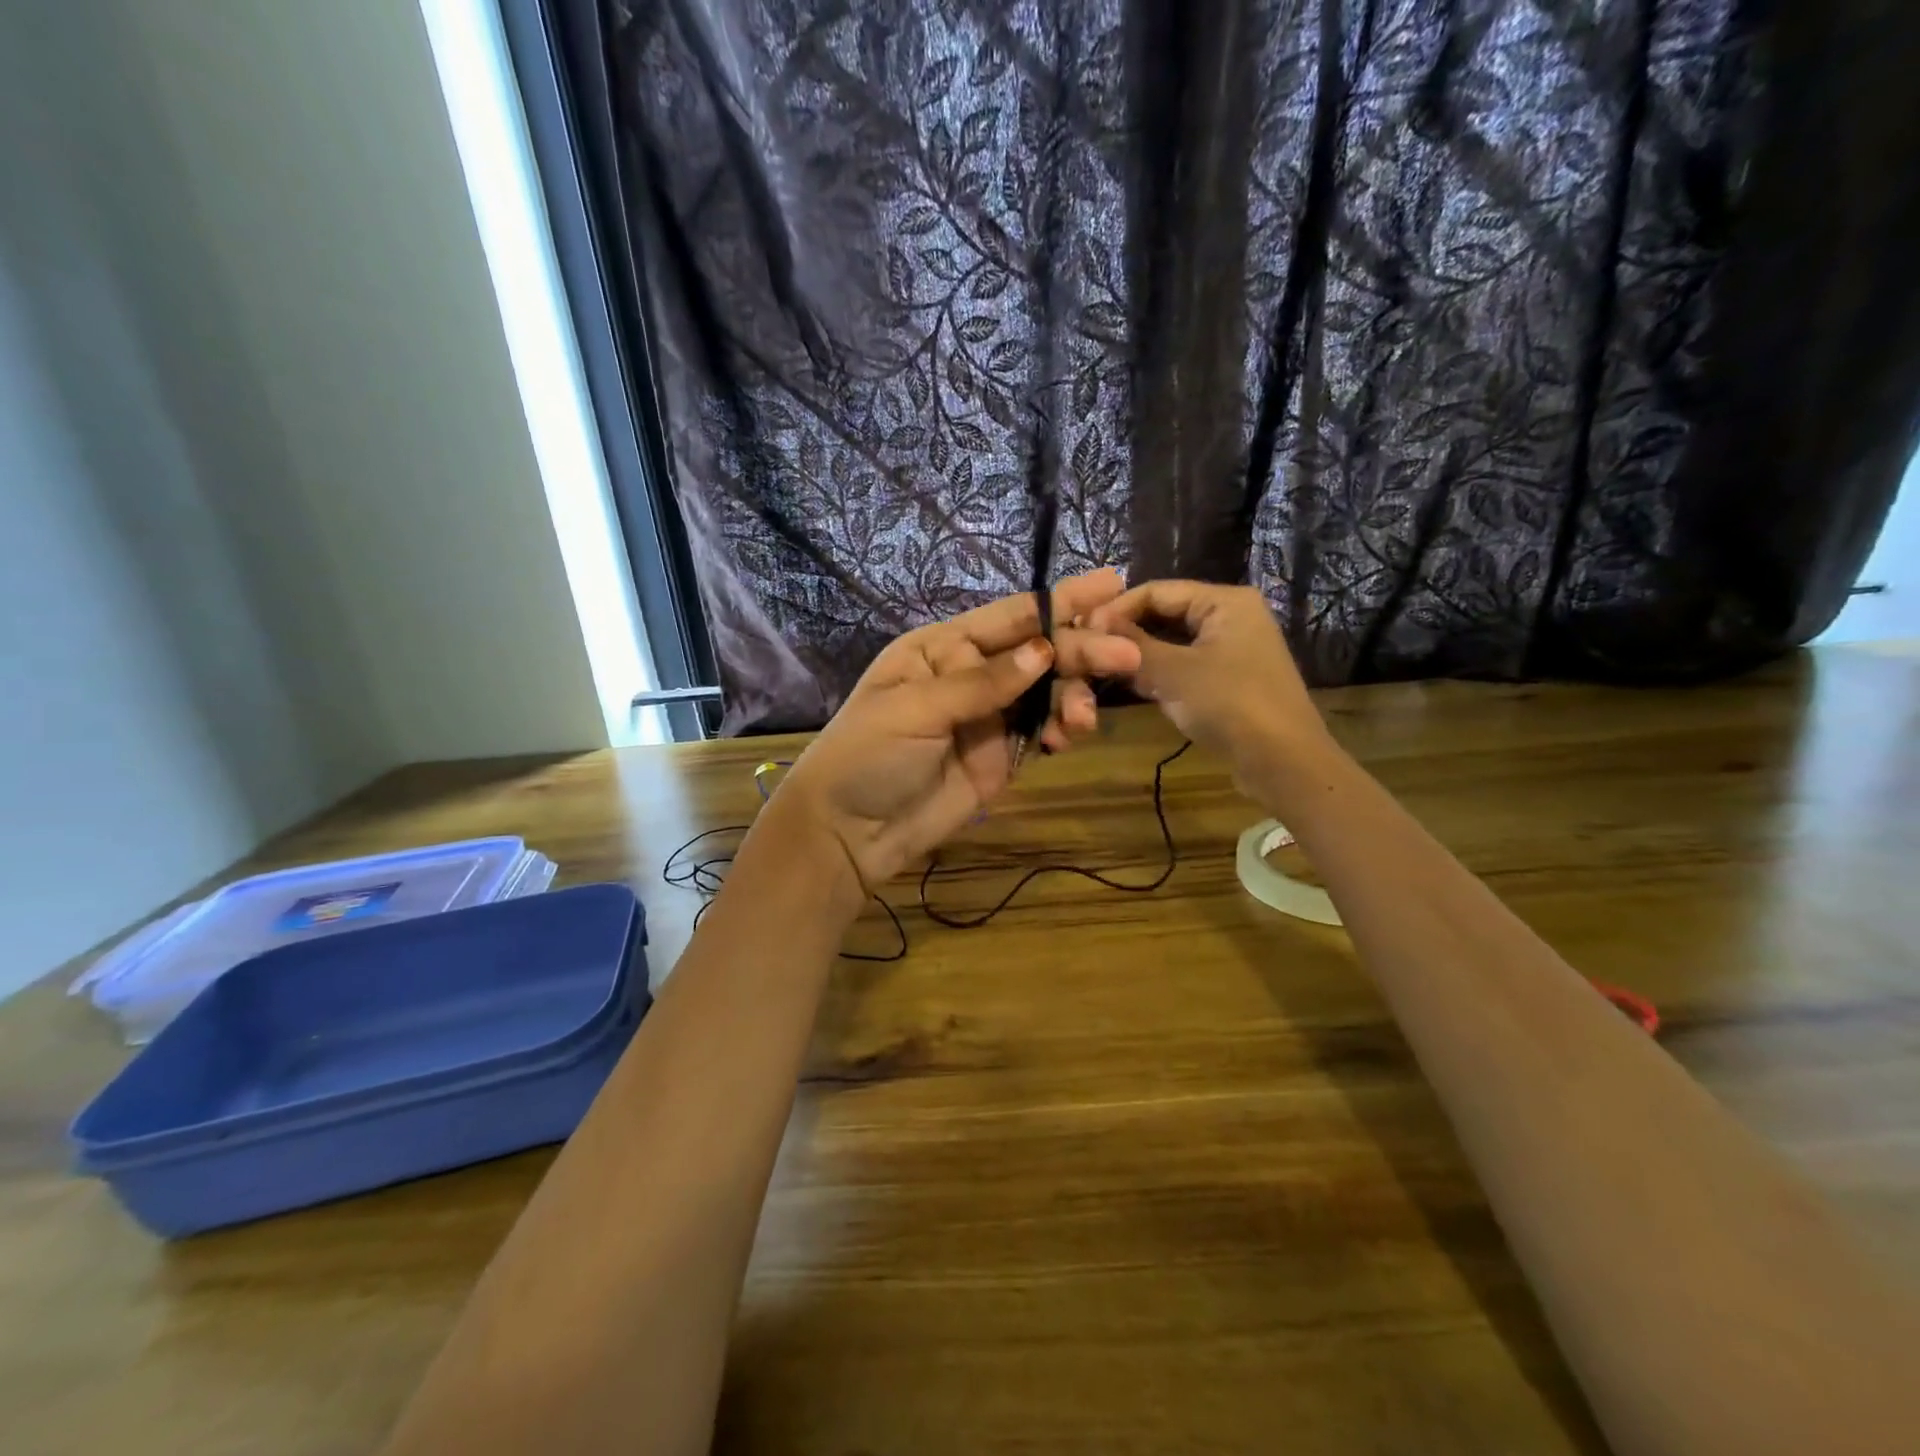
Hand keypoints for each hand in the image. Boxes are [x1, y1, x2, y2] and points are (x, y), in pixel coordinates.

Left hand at [774, 569, 1142, 892]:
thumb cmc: (868, 755)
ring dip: (1074, 697)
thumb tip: (1043, 651)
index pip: (1010, 616)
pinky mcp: (1001, 757)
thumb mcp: (916, 709)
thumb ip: (982, 683)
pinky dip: (1061, 730)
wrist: (850, 832)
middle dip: (1082, 650)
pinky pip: (1042, 731)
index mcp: (943, 648)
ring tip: (1080, 721)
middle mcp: (971, 674)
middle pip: (1038, 652)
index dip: (1061, 599)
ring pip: (1048, 692)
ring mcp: (989, 716)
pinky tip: (1067, 738)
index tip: (1112, 583)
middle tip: (1125, 656)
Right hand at [1091, 580, 1330, 788]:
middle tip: (1087, 649)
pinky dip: (1159, 672)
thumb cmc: (1230, 705)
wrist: (1284, 763)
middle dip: (1128, 631)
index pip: (1157, 590)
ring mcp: (1232, 649)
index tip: (1081, 629)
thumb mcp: (1174, 673)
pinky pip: (1185, 665)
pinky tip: (1132, 685)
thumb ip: (1133, 646)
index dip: (1117, 608)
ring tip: (1101, 666)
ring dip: (1140, 654)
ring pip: (1174, 642)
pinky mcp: (1229, 679)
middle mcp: (1231, 616)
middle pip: (1166, 613)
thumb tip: (1093, 625)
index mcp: (1225, 601)